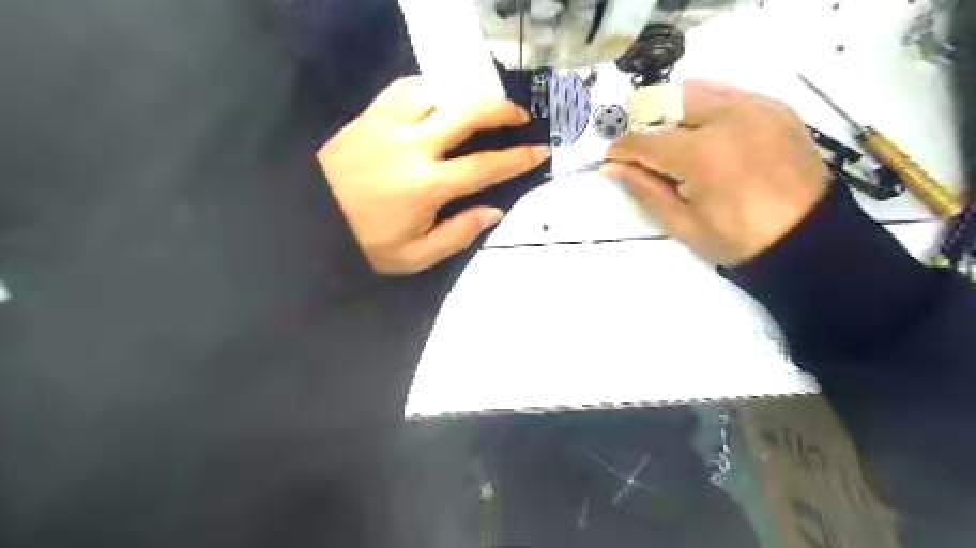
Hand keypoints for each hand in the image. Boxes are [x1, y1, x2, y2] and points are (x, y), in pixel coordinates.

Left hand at [319, 74, 546, 273]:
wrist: (308, 221)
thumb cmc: (365, 244)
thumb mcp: (416, 256)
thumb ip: (459, 234)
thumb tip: (493, 210)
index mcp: (428, 186)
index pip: (486, 166)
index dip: (518, 158)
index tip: (540, 151)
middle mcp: (413, 147)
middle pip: (468, 113)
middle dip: (502, 111)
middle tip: (519, 117)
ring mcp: (389, 125)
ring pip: (439, 92)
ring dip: (466, 97)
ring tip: (479, 109)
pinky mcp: (370, 116)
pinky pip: (405, 87)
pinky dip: (429, 89)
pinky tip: (437, 100)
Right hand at [607, 79, 824, 265]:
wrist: (807, 239)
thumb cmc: (738, 239)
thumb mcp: (682, 223)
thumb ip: (644, 190)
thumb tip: (610, 167)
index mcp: (703, 154)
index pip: (645, 140)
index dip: (621, 150)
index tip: (612, 160)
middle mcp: (729, 118)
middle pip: (667, 101)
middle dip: (645, 125)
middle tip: (643, 152)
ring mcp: (756, 107)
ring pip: (697, 90)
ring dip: (673, 112)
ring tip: (673, 142)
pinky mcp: (775, 108)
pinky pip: (727, 93)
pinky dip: (705, 109)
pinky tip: (706, 136)